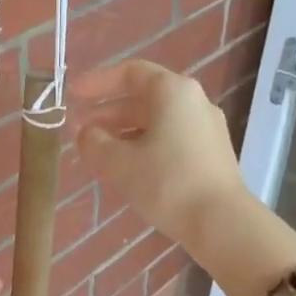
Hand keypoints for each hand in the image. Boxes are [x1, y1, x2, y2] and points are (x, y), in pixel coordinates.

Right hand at [71, 60, 248, 253]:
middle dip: (108, 112)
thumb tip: (85, 134)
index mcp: (173, 92)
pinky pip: (171, 138)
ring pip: (157, 121)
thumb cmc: (167, 183)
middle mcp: (194, 102)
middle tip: (80, 130)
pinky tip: (128, 168)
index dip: (98, 82)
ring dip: (124, 132)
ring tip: (99, 151)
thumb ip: (95, 143)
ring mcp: (206, 129)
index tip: (73, 94)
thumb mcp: (120, 163)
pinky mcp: (211, 154)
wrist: (221, 222)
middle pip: (144, 98)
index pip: (131, 73)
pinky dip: (145, 145)